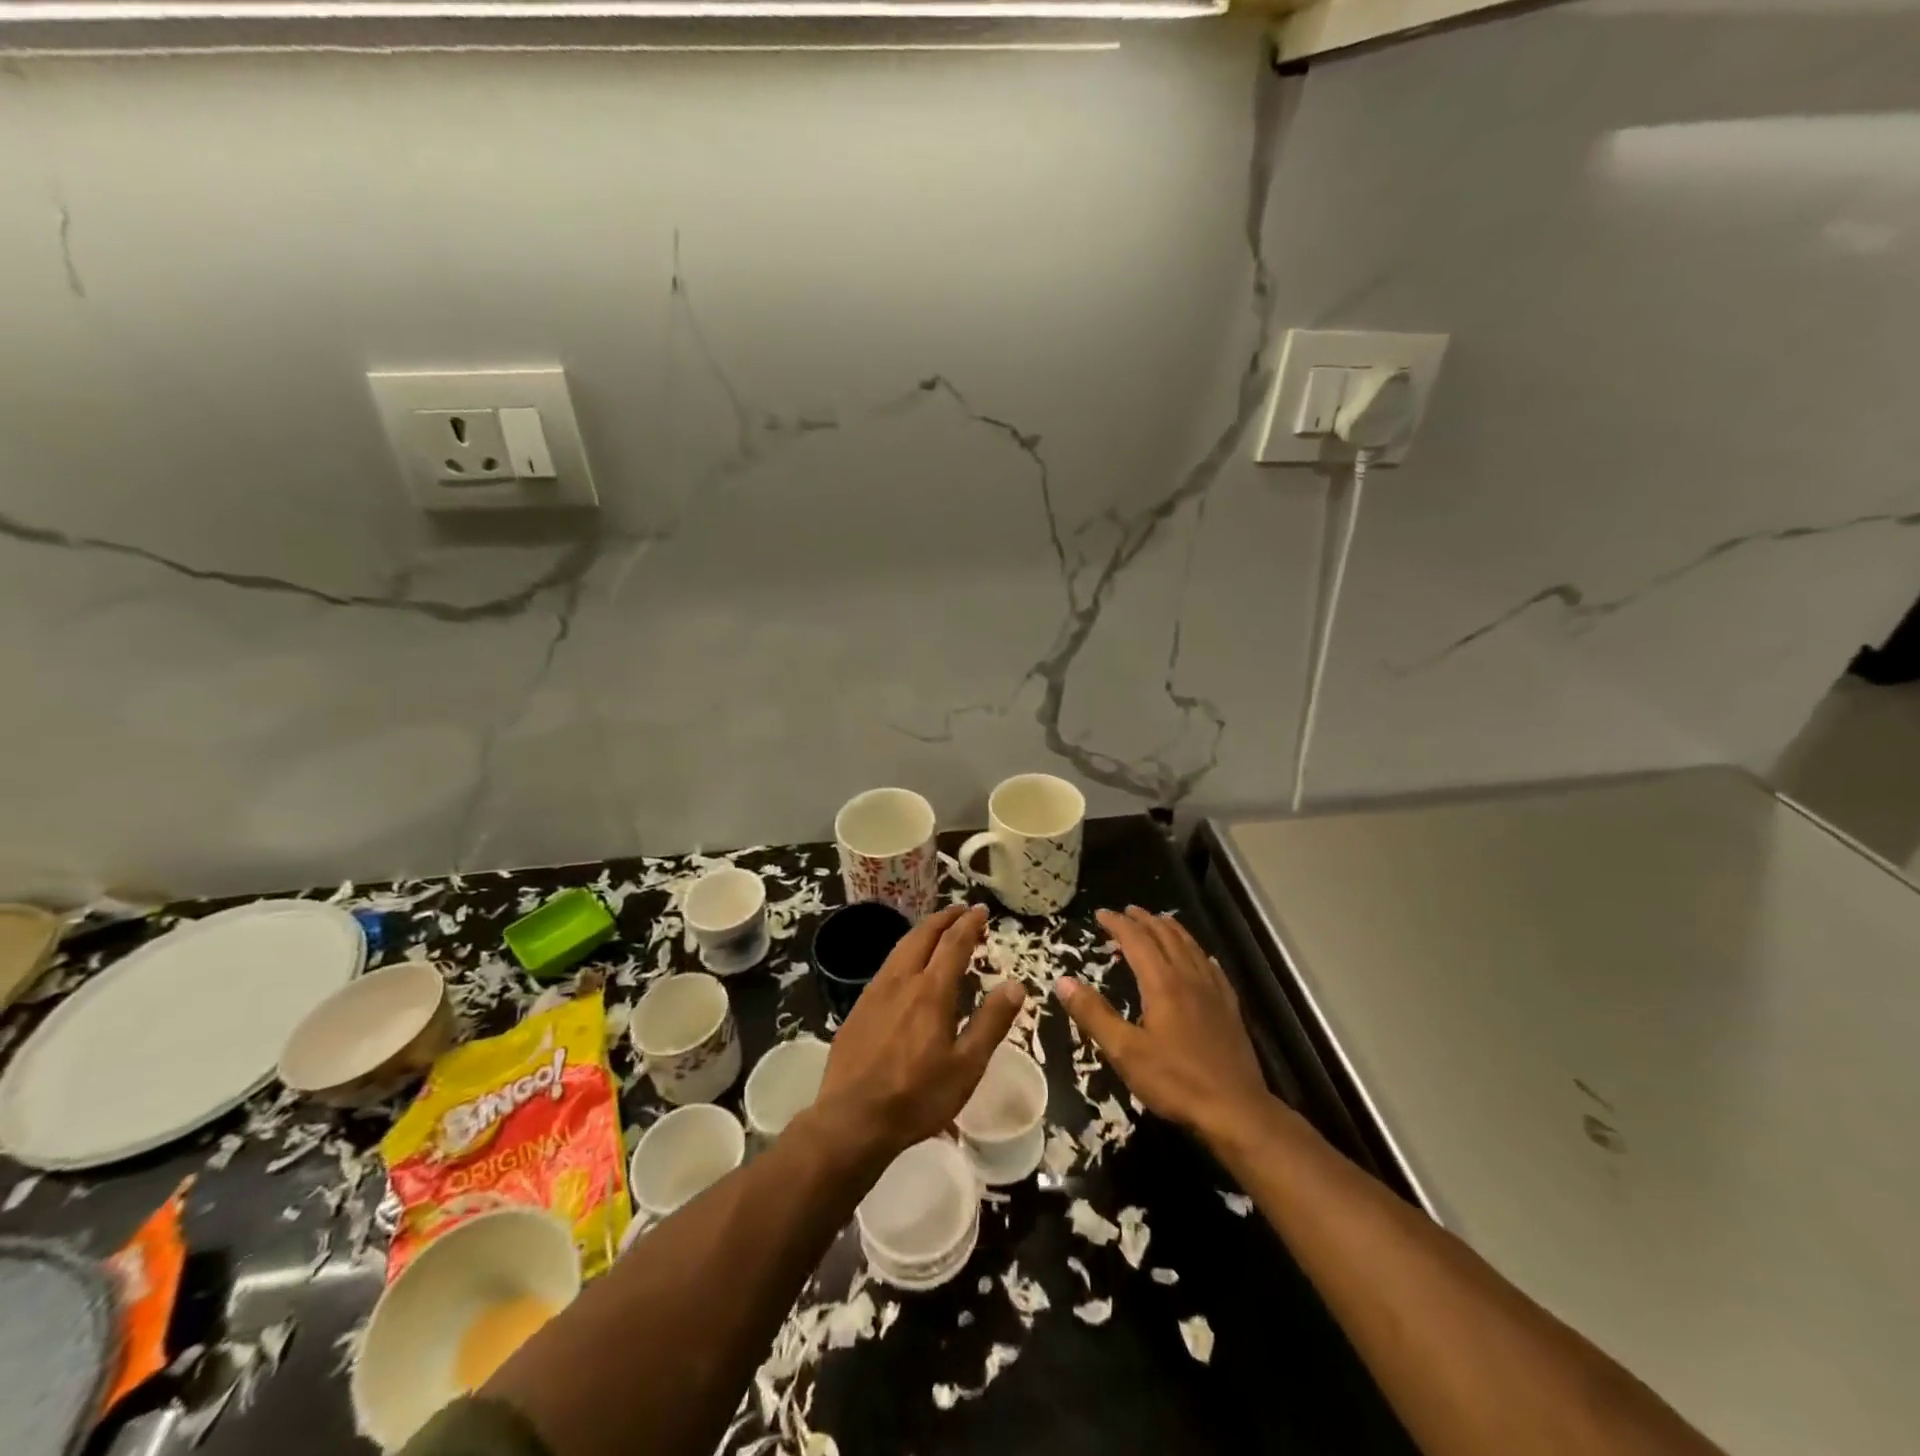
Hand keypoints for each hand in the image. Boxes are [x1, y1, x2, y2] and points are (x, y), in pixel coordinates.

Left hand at [814, 904, 1025, 1164]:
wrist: (852, 1120)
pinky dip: (904, 953)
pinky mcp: (858, 1009)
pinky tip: (906, 968)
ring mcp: (874, 992)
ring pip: (900, 947)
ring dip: (922, 932)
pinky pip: (886, 967)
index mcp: (931, 991)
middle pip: (923, 935)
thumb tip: (1015, 985)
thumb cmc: (917, 1096)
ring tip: (937, 931)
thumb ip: (991, 1022)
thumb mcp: (966, 1066)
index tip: (980, 910)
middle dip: (944, 919)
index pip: (953, 944)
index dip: (969, 924)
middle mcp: (901, 981)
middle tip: (961, 911)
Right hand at [1057, 906, 1270, 1143]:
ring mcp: (1214, 993)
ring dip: (1172, 930)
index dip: (1118, 924)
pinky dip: (1199, 954)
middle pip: (1166, 937)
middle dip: (1145, 920)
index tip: (1100, 914)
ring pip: (1191, 948)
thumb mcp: (1125, 1052)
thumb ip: (1094, 1014)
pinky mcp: (1230, 1010)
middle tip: (1127, 911)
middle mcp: (1189, 978)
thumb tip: (1063, 981)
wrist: (1236, 1111)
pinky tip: (1201, 959)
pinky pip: (1212, 969)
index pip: (1137, 941)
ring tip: (1159, 922)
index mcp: (1163, 984)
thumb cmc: (1176, 1082)